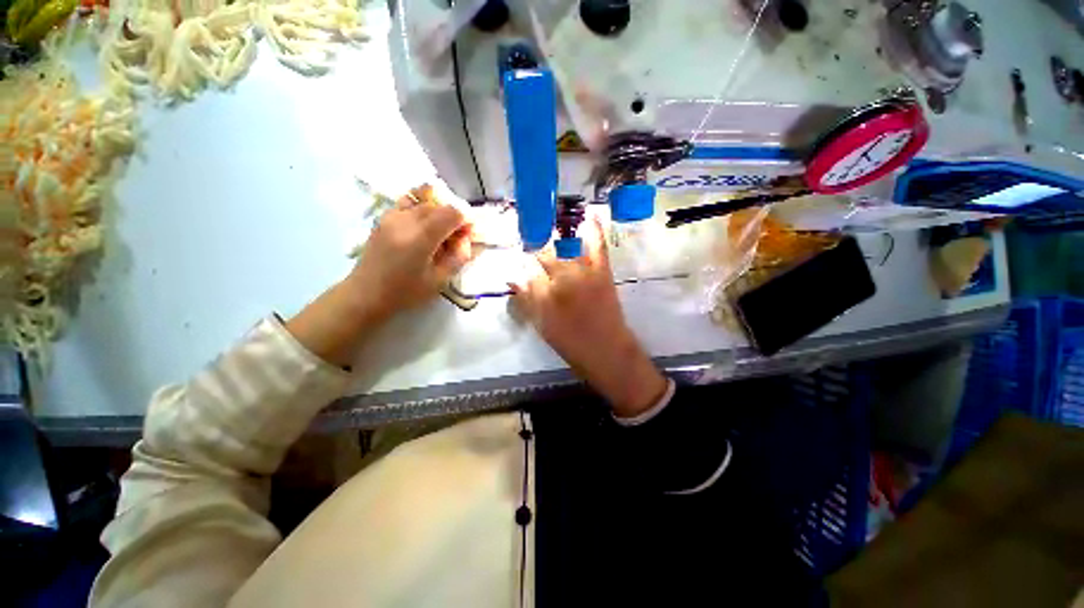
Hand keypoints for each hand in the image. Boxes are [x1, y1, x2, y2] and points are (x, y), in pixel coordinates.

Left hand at [347, 185, 472, 321]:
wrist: (366, 294)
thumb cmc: (405, 292)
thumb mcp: (440, 280)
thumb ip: (458, 257)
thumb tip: (467, 239)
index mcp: (420, 238)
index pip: (451, 213)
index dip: (465, 220)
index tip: (469, 235)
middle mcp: (405, 220)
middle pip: (439, 205)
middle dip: (454, 217)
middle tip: (457, 238)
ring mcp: (391, 216)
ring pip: (424, 202)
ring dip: (439, 213)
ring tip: (440, 232)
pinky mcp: (384, 217)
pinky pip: (408, 203)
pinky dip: (422, 208)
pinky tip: (424, 226)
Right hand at [511, 219, 667, 416]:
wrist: (606, 350)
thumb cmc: (570, 341)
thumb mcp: (541, 324)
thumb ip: (526, 298)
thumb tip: (513, 277)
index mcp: (546, 292)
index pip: (528, 269)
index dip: (523, 264)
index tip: (521, 262)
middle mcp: (563, 277)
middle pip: (545, 254)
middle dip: (537, 251)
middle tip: (534, 251)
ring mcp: (585, 272)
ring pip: (566, 245)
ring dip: (557, 233)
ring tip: (550, 225)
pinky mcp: (602, 271)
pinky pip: (598, 246)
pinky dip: (595, 229)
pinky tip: (591, 215)